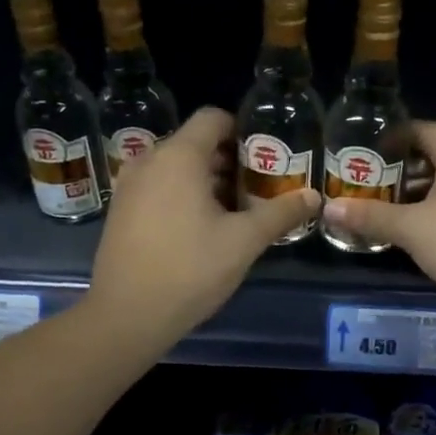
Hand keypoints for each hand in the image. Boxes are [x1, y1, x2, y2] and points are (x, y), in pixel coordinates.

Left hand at [86, 107, 320, 344]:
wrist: (126, 316)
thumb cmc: (189, 269)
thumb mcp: (244, 241)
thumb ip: (281, 213)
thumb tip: (314, 196)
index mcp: (179, 156)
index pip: (213, 118)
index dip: (243, 131)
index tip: (266, 156)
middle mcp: (150, 160)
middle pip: (196, 142)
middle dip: (230, 159)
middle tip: (260, 186)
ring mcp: (130, 185)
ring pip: (177, 166)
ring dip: (208, 178)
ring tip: (237, 209)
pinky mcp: (121, 209)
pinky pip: (159, 185)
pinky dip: (183, 193)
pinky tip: (203, 226)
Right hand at [322, 121, 435, 321]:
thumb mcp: (412, 230)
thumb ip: (370, 216)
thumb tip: (328, 208)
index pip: (413, 129)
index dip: (382, 144)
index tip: (356, 162)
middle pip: (430, 152)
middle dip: (397, 172)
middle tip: (364, 190)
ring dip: (417, 192)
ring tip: (385, 212)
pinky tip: (421, 229)